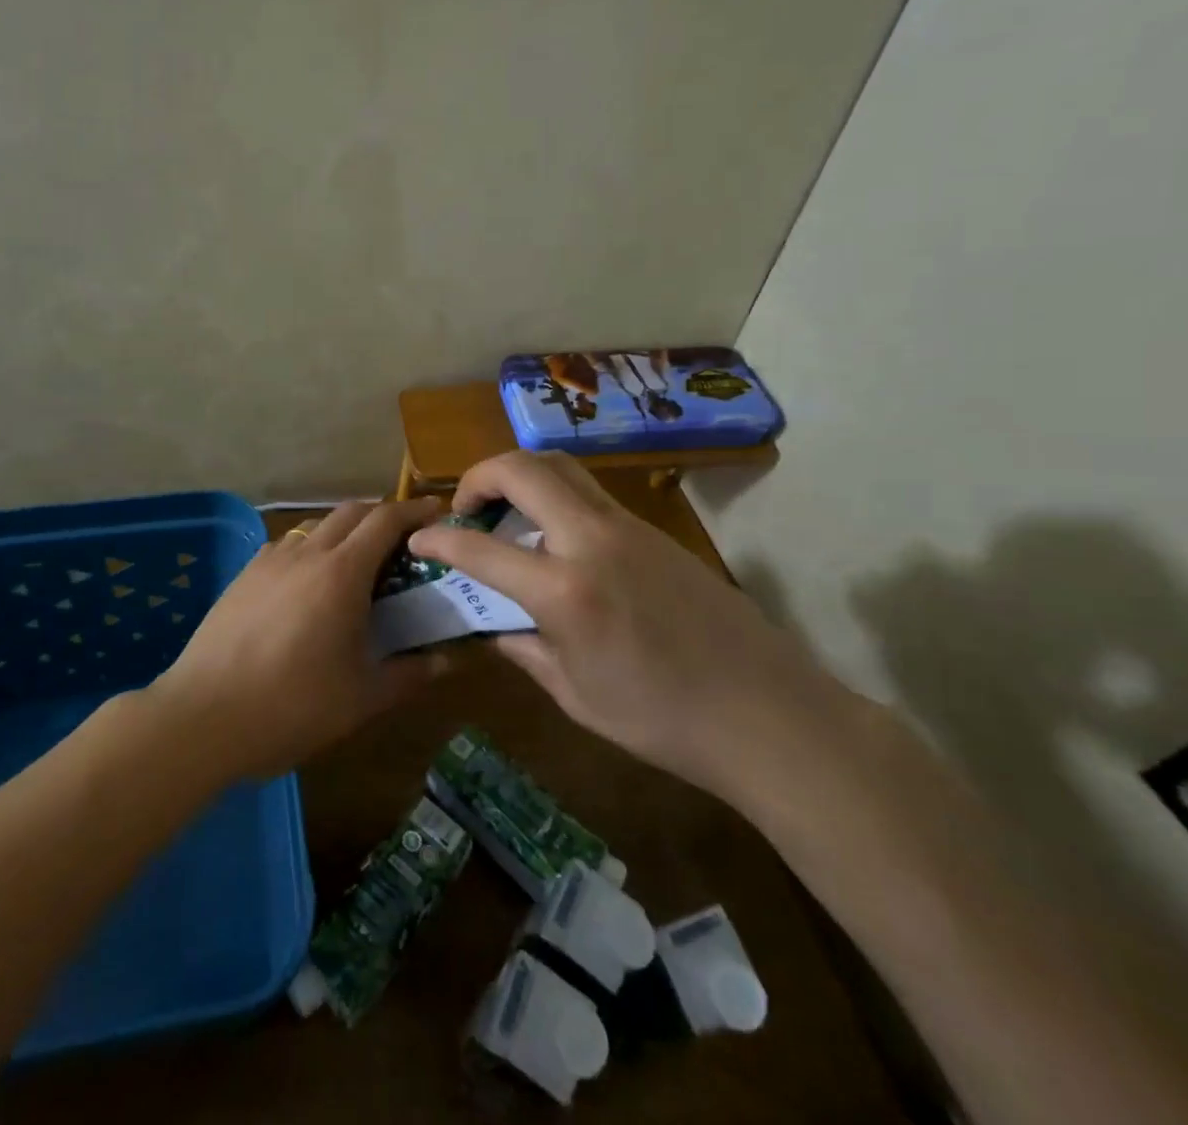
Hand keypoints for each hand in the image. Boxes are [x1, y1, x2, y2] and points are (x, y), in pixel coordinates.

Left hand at [151, 499, 455, 778]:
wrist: (203, 716)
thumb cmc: (292, 706)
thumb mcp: (362, 698)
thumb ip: (409, 674)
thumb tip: (447, 661)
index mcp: (341, 573)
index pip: (385, 521)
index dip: (414, 511)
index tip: (435, 512)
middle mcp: (306, 554)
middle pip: (350, 513)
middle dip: (381, 516)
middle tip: (403, 540)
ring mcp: (268, 562)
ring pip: (316, 527)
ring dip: (344, 532)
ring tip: (357, 564)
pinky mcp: (243, 576)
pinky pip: (286, 547)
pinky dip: (311, 549)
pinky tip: (308, 583)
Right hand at [406, 452, 837, 796]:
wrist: (768, 714)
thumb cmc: (662, 719)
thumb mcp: (575, 695)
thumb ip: (526, 648)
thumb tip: (497, 624)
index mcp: (566, 590)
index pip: (482, 549)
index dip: (440, 540)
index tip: (419, 539)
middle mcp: (593, 541)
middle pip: (524, 468)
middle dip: (480, 476)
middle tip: (466, 510)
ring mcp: (629, 528)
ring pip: (561, 468)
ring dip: (520, 478)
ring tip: (506, 517)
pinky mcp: (653, 532)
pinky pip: (589, 494)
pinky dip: (554, 498)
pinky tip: (554, 543)